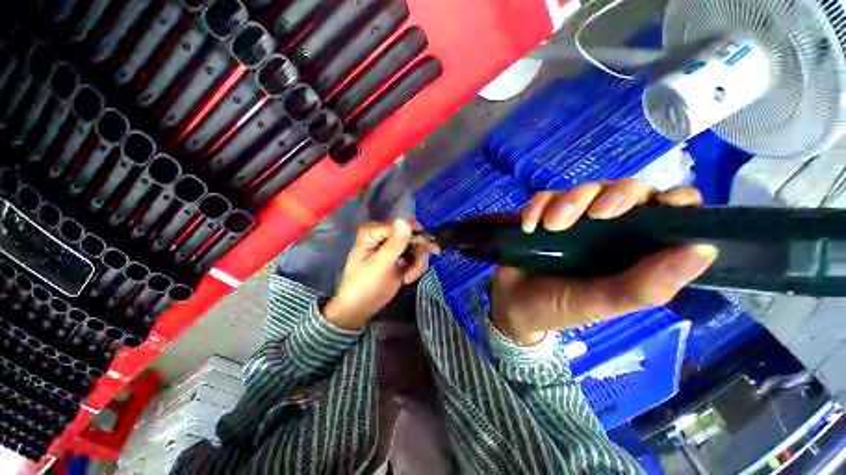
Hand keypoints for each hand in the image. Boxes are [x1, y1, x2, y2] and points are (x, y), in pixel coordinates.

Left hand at [324, 220, 438, 329]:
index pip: (403, 226)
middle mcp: (384, 235)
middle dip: (418, 253)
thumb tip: (406, 221)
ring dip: (417, 263)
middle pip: (413, 235)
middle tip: (417, 269)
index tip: (431, 251)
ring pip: (418, 247)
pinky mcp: (399, 257)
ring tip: (408, 278)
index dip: (418, 237)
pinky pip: (416, 257)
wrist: (359, 307)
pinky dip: (415, 268)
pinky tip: (407, 278)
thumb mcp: (380, 265)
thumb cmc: (364, 285)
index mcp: (374, 231)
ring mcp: (392, 246)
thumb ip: (394, 244)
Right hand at [491, 179, 718, 344]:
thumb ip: (647, 286)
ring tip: (549, 227)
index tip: (665, 204)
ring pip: (582, 190)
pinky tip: (529, 226)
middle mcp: (608, 229)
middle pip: (624, 190)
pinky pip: (544, 198)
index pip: (668, 213)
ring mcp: (572, 219)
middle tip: (593, 215)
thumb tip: (704, 249)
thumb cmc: (560, 308)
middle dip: (610, 196)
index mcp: (633, 250)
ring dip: (566, 202)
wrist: (513, 304)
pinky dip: (537, 207)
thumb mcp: (602, 304)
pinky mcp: (543, 215)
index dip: (675, 201)